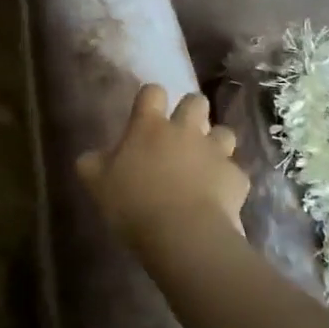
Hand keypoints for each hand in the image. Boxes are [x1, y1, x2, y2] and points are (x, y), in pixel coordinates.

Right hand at [77, 85, 249, 254]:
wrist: (184, 235)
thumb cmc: (133, 204)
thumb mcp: (96, 184)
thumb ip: (92, 163)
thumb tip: (92, 155)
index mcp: (149, 126)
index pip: (152, 92)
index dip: (150, 99)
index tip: (146, 113)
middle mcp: (185, 130)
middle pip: (196, 101)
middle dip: (191, 112)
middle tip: (180, 134)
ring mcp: (215, 152)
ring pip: (224, 132)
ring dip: (215, 143)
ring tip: (205, 163)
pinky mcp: (236, 178)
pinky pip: (234, 172)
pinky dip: (227, 180)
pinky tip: (218, 197)